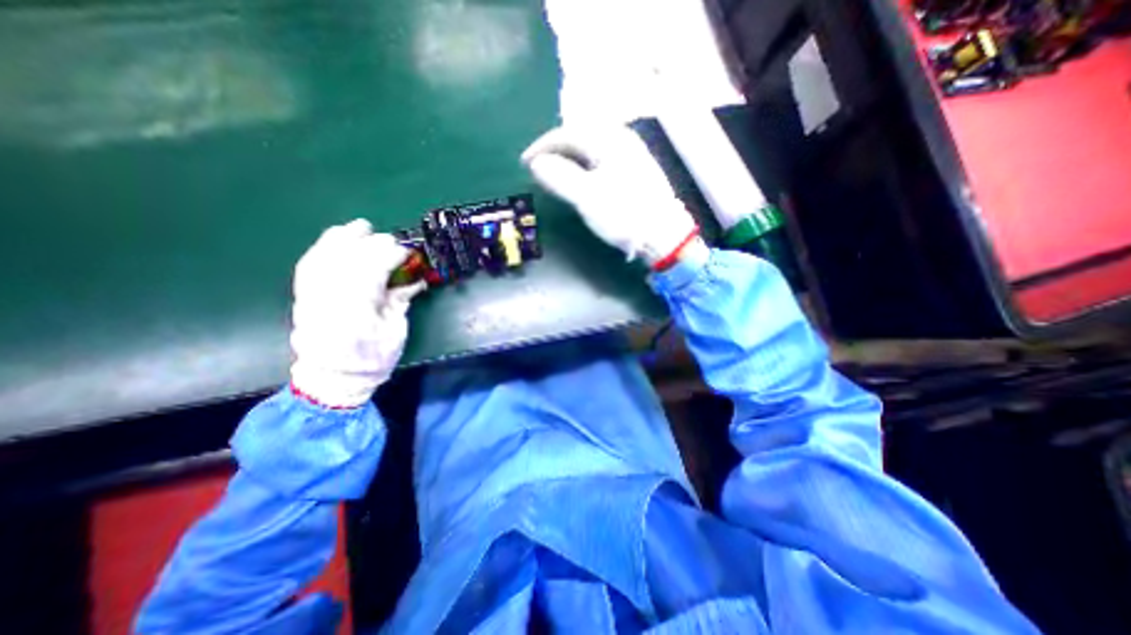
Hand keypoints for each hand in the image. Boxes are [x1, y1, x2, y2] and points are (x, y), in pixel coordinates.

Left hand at [287, 218, 425, 405]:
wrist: (332, 377)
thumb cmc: (372, 359)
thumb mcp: (395, 332)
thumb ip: (401, 300)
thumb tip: (415, 279)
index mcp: (357, 309)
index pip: (372, 270)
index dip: (391, 256)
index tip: (408, 252)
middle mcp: (329, 297)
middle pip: (348, 257)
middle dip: (372, 243)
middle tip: (392, 241)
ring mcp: (312, 293)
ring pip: (324, 255)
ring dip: (344, 237)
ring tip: (362, 227)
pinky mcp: (304, 294)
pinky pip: (310, 262)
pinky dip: (324, 247)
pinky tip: (336, 239)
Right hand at [521, 127, 699, 268]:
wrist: (662, 235)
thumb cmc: (624, 214)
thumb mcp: (587, 197)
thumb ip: (560, 177)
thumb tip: (537, 163)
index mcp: (609, 140)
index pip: (567, 133)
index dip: (542, 146)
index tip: (525, 162)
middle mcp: (621, 140)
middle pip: (579, 138)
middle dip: (555, 151)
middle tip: (537, 167)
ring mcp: (630, 156)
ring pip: (590, 150)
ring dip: (569, 159)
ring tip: (553, 172)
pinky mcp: (634, 172)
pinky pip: (600, 161)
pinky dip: (583, 167)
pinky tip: (579, 179)